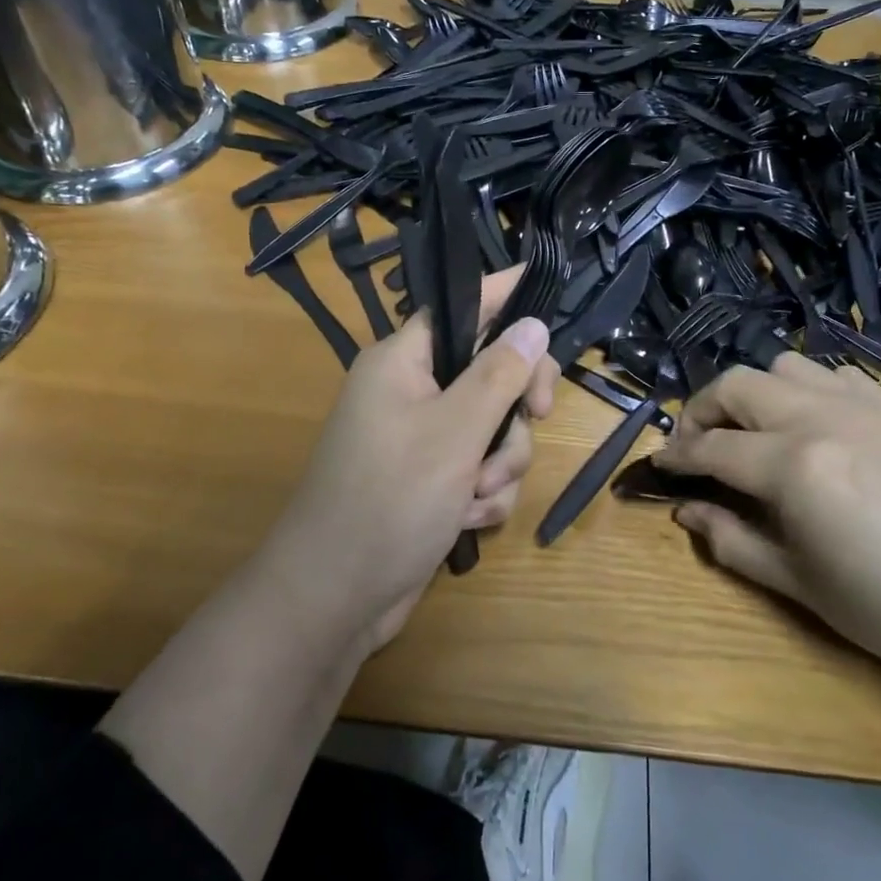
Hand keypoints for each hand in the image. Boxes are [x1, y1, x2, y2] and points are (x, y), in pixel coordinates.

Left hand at [258, 265, 557, 654]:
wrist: (336, 598)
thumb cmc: (390, 500)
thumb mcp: (455, 432)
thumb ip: (499, 374)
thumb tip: (533, 323)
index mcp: (403, 362)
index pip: (461, 308)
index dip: (503, 294)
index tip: (543, 282)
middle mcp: (413, 393)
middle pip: (491, 372)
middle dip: (515, 407)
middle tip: (538, 415)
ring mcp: (423, 441)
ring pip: (494, 429)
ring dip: (500, 464)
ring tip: (475, 495)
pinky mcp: (433, 482)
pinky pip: (481, 470)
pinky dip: (484, 494)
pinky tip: (467, 520)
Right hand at [656, 353, 880, 684]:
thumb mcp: (802, 586)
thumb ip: (733, 540)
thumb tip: (686, 511)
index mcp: (795, 465)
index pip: (712, 448)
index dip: (677, 457)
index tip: (658, 467)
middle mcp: (822, 417)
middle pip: (736, 385)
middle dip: (701, 411)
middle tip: (696, 448)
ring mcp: (862, 405)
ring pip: (783, 366)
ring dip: (752, 392)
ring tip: (751, 432)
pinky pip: (833, 375)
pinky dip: (804, 388)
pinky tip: (812, 425)